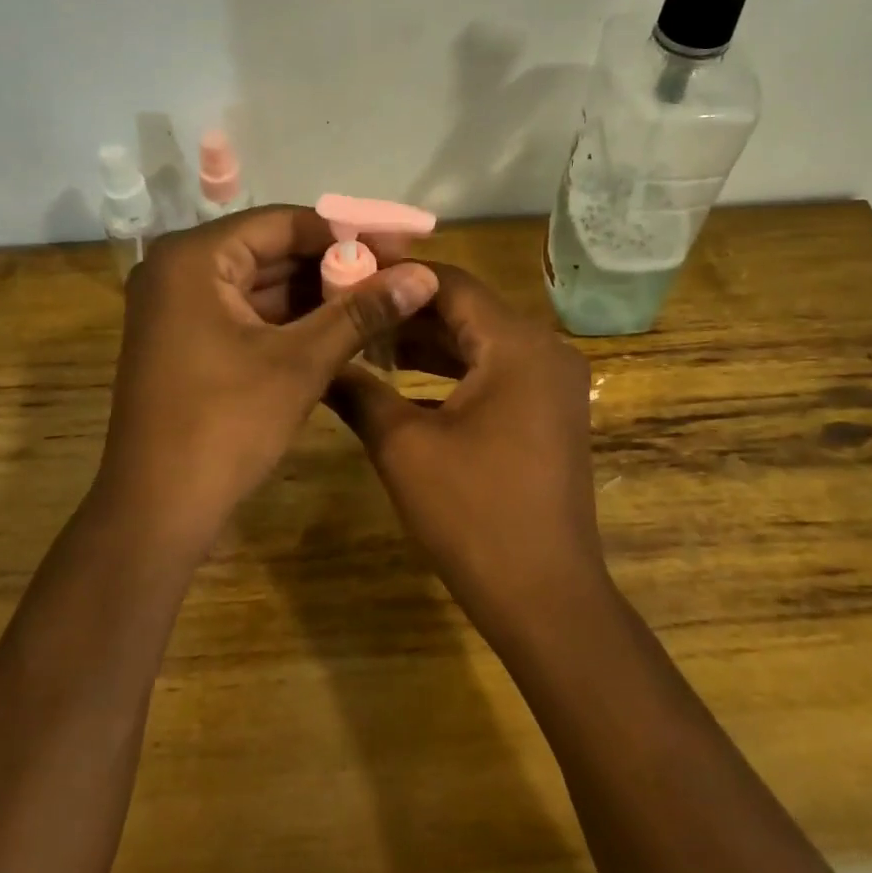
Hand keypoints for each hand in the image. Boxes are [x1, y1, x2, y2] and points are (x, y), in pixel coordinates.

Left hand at [95, 205, 438, 553]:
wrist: (156, 512)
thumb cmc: (225, 425)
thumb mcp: (300, 363)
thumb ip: (361, 312)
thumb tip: (424, 276)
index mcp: (194, 258)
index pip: (282, 223)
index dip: (347, 232)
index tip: (400, 244)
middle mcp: (179, 270)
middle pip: (271, 251)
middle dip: (334, 265)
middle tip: (396, 274)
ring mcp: (178, 307)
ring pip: (261, 285)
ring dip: (317, 294)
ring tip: (379, 300)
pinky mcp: (186, 340)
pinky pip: (247, 313)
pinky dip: (291, 320)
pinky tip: (341, 327)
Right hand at [325, 264, 604, 621]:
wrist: (546, 597)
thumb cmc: (474, 515)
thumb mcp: (404, 447)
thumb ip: (359, 391)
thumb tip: (318, 360)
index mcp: (518, 345)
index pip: (450, 283)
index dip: (395, 275)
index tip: (345, 275)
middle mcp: (545, 350)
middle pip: (467, 309)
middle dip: (406, 309)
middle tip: (347, 307)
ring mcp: (552, 383)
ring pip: (480, 341)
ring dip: (427, 341)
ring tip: (366, 338)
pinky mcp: (549, 411)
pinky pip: (495, 371)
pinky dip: (452, 370)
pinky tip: (403, 378)